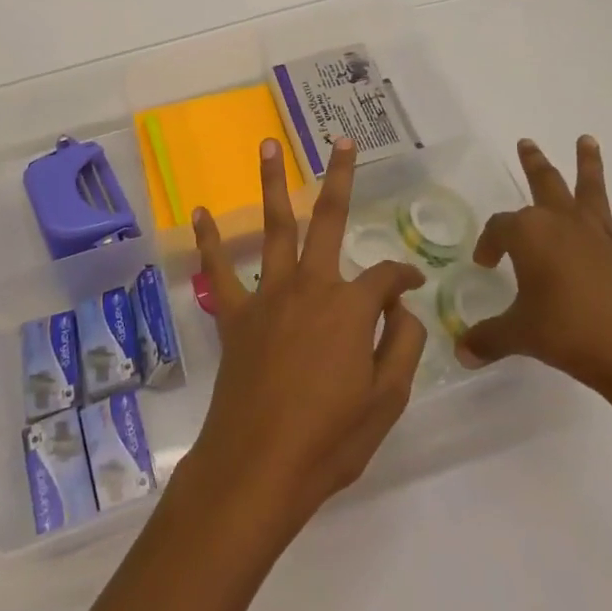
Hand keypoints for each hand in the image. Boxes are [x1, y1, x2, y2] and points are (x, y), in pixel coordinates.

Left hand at [183, 137, 428, 536]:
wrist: (258, 468)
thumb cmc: (330, 440)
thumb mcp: (387, 400)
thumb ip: (401, 345)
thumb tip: (400, 308)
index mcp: (350, 306)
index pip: (385, 277)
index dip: (403, 278)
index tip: (411, 287)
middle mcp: (310, 286)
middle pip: (328, 218)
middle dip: (339, 177)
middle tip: (342, 142)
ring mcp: (268, 296)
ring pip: (274, 227)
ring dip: (271, 183)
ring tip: (269, 145)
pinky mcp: (234, 316)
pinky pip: (218, 271)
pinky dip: (209, 241)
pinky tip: (200, 212)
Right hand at [458, 137, 611, 416]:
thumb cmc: (568, 333)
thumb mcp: (519, 335)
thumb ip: (489, 339)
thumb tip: (461, 353)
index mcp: (529, 234)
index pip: (500, 228)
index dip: (489, 243)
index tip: (485, 264)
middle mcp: (564, 223)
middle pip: (545, 183)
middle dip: (534, 163)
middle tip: (527, 142)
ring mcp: (602, 235)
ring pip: (592, 189)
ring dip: (588, 165)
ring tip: (587, 140)